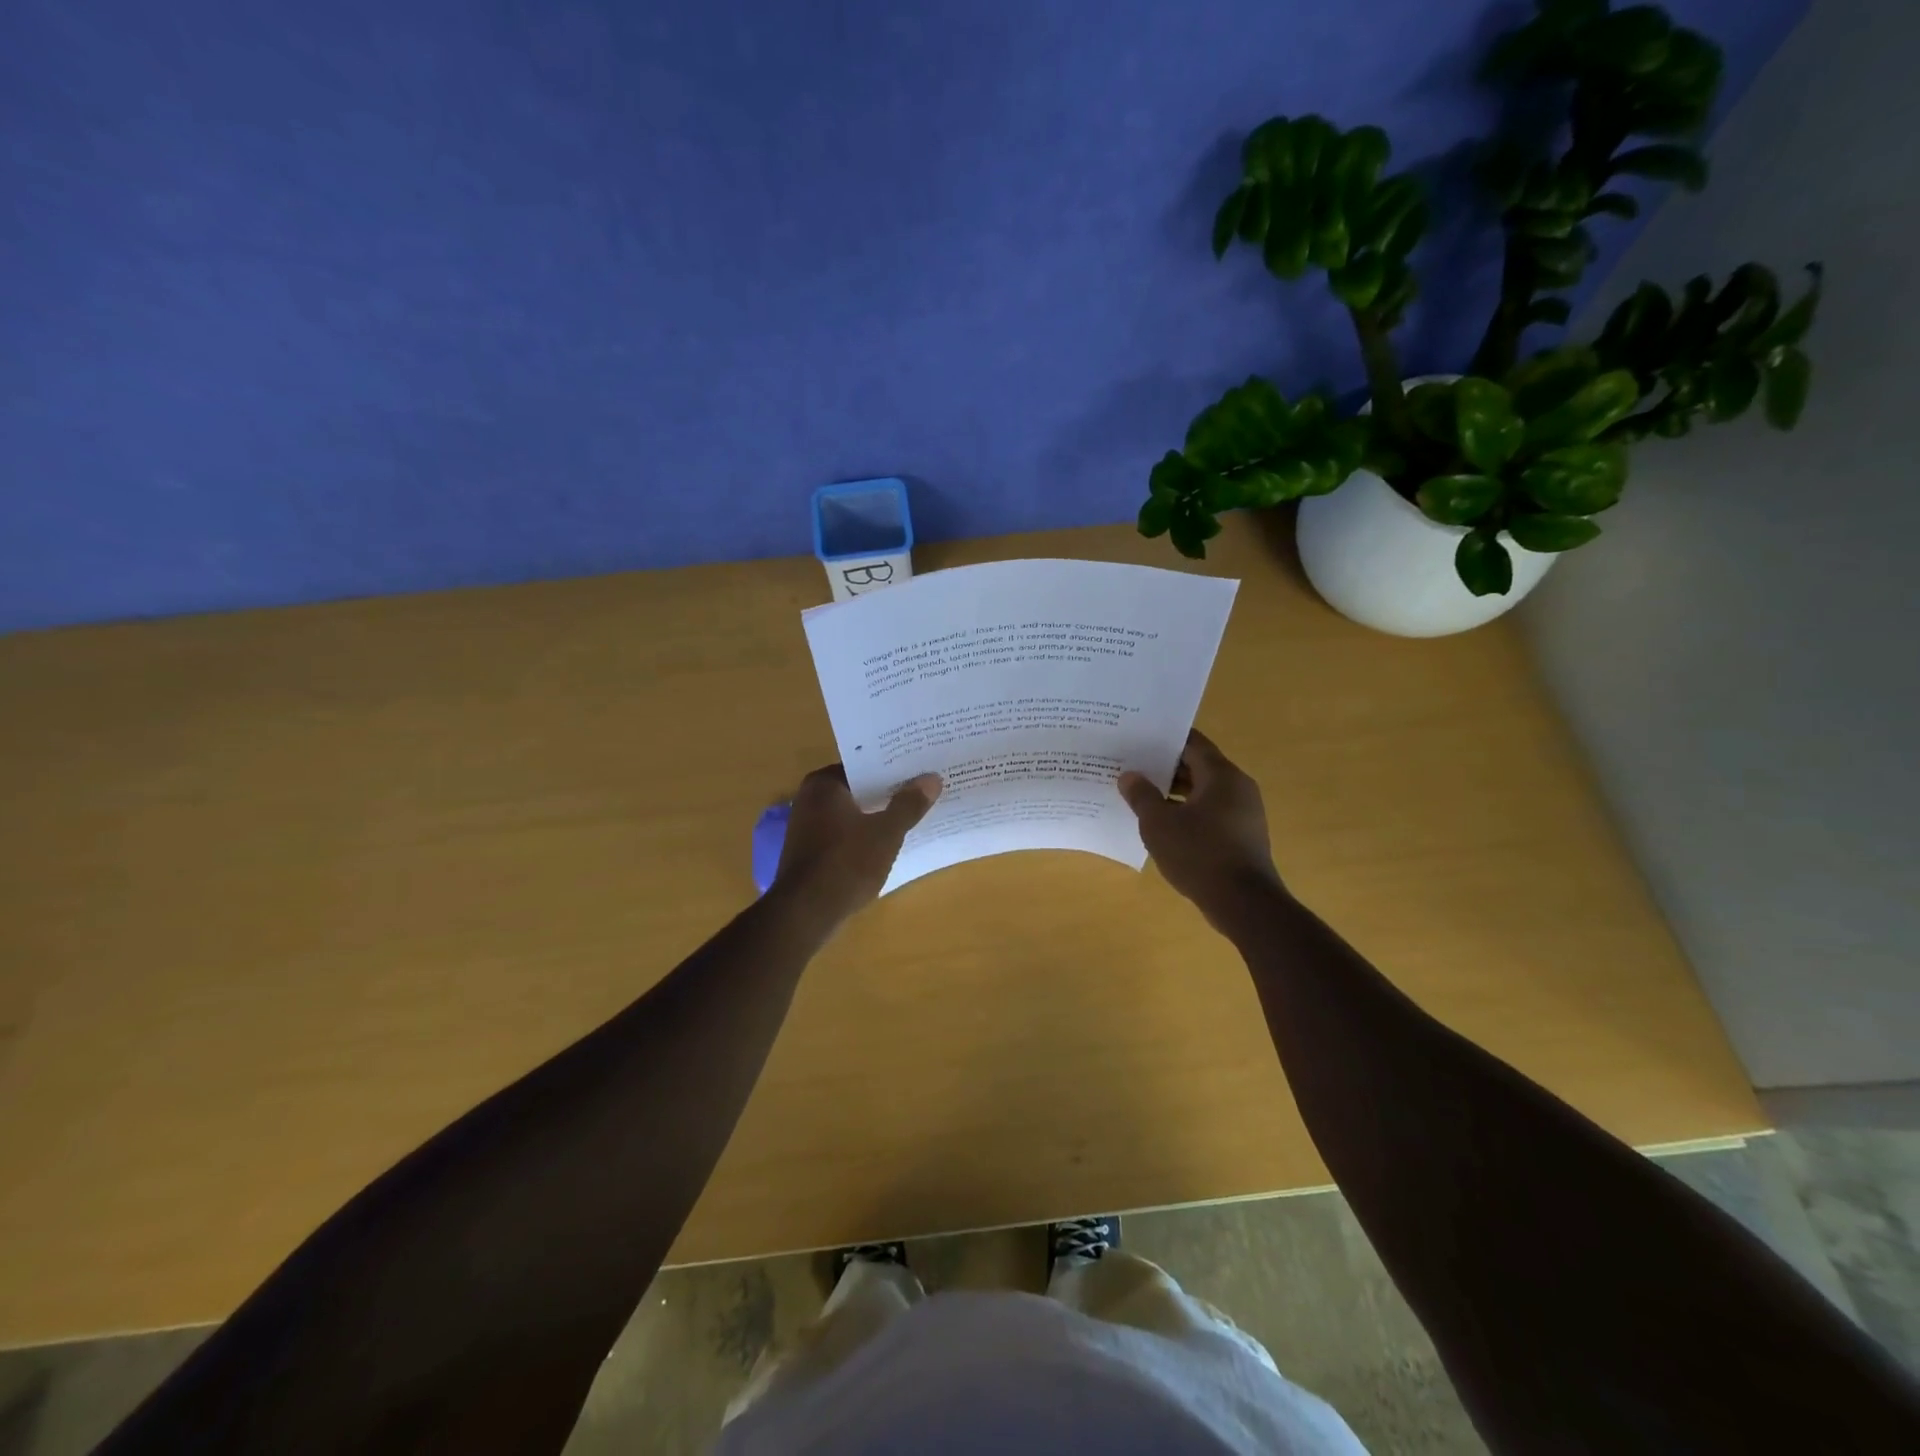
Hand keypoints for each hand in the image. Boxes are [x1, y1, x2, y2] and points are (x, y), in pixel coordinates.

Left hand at [771, 765, 941, 923]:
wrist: (806, 914)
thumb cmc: (846, 864)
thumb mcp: (886, 833)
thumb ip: (909, 805)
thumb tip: (931, 779)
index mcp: (824, 784)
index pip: (864, 764)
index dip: (893, 767)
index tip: (920, 768)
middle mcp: (810, 798)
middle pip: (859, 788)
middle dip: (888, 791)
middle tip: (924, 788)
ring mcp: (807, 826)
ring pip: (853, 812)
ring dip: (878, 814)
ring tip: (914, 813)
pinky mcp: (811, 852)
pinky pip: (845, 833)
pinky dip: (865, 834)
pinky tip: (889, 842)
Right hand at [1119, 729, 1282, 924]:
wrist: (1244, 904)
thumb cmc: (1199, 854)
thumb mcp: (1159, 824)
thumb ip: (1142, 796)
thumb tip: (1129, 776)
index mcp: (1221, 775)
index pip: (1192, 743)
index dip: (1164, 740)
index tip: (1138, 740)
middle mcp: (1238, 787)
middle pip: (1199, 766)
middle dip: (1166, 767)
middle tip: (1133, 767)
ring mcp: (1244, 812)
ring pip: (1205, 791)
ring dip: (1175, 792)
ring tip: (1142, 796)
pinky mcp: (1243, 835)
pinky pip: (1212, 812)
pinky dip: (1188, 812)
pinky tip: (1164, 825)